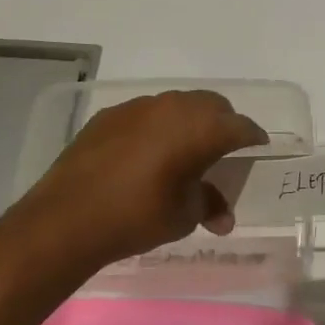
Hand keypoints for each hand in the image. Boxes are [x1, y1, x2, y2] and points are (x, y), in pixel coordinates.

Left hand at [2, 91, 267, 278]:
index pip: (241, 126)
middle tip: (222, 152)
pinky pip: (146, 114)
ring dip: (188, 123)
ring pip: (177, 105)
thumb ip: (209, 205)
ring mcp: (138, 106)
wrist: (66, 218)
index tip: (258, 151)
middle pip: (212, 106)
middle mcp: (173, 107)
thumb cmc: (137, 216)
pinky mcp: (109, 115)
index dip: (254, 139)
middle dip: (223, 124)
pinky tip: (146, 155)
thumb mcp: (183, 216)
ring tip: (183, 152)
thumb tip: (223, 215)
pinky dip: (156, 128)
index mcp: (201, 128)